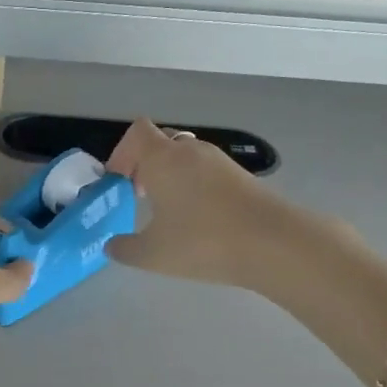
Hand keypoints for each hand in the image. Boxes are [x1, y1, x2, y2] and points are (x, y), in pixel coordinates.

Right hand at [105, 120, 284, 286]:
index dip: (122, 152)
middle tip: (140, 196)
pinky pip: (207, 171)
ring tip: (169, 211)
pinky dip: (195, 186)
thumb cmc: (203, 241)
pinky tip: (198, 219)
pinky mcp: (242, 176)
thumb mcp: (153, 254)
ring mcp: (220, 161)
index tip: (119, 182)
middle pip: (160, 143)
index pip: (136, 132)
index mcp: (162, 158)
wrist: (274, 243)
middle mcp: (190, 151)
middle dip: (145, 165)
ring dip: (171, 176)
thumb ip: (125, 249)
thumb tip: (111, 246)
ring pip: (185, 157)